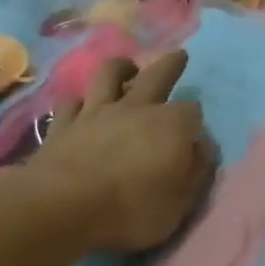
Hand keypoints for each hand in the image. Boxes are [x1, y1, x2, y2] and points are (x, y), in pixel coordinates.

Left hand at [1, 48, 216, 255]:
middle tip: (178, 55)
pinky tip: (82, 108)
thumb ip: (197, 170)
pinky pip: (71, 102)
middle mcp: (137, 108)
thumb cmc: (131, 209)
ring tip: (127, 69)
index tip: (194, 135)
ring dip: (121, 68)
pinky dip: (80, 103)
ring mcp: (96, 112)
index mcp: (172, 125)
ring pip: (109, 73)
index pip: (193, 111)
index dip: (195, 121)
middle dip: (171, 64)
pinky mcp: (63, 125)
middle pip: (158, 74)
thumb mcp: (181, 201)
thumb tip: (204, 147)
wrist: (60, 209)